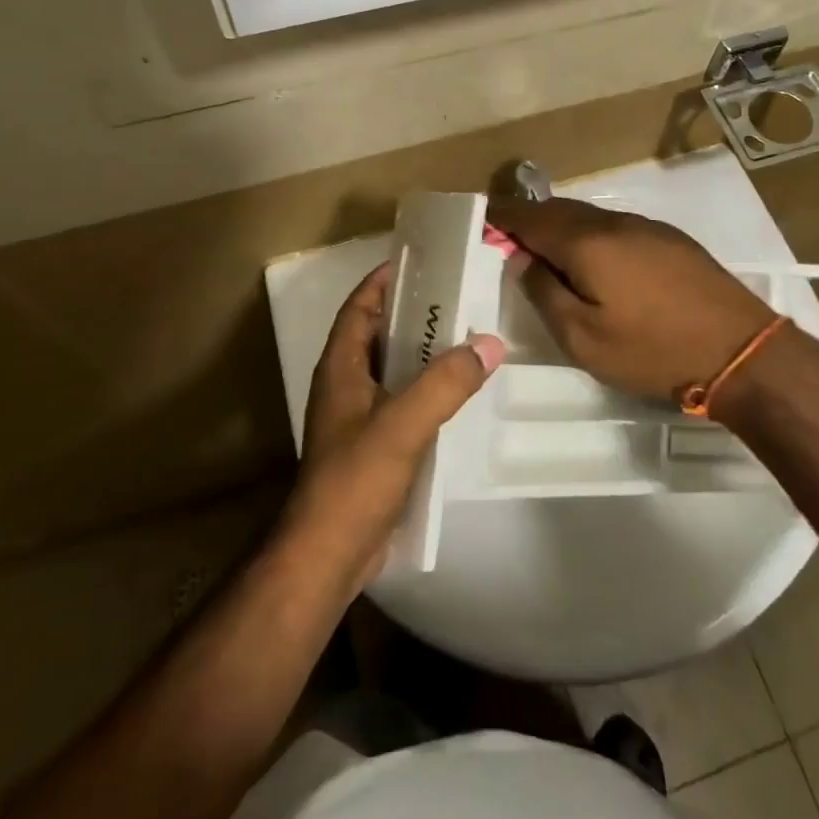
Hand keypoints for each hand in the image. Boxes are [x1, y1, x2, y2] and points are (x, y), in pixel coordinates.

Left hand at [282, 263, 501, 587]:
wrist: (328, 555)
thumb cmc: (354, 480)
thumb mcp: (402, 424)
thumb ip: (445, 383)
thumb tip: (490, 343)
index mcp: (341, 366)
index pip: (360, 306)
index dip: (384, 280)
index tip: (423, 263)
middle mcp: (346, 383)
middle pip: (379, 333)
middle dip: (414, 313)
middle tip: (460, 298)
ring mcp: (358, 416)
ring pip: (394, 368)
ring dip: (424, 352)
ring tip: (468, 337)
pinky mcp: (374, 444)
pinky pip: (403, 401)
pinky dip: (427, 388)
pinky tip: (460, 391)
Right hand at [487, 197, 775, 402]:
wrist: (741, 350)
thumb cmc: (653, 350)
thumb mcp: (583, 339)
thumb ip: (545, 293)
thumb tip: (524, 260)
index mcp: (586, 242)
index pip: (529, 217)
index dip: (502, 216)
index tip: (481, 219)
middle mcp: (613, 222)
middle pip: (558, 210)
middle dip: (529, 219)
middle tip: (508, 237)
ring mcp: (646, 226)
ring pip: (589, 216)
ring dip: (561, 226)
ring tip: (546, 250)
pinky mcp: (670, 238)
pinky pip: (615, 226)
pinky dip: (591, 234)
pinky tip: (594, 259)